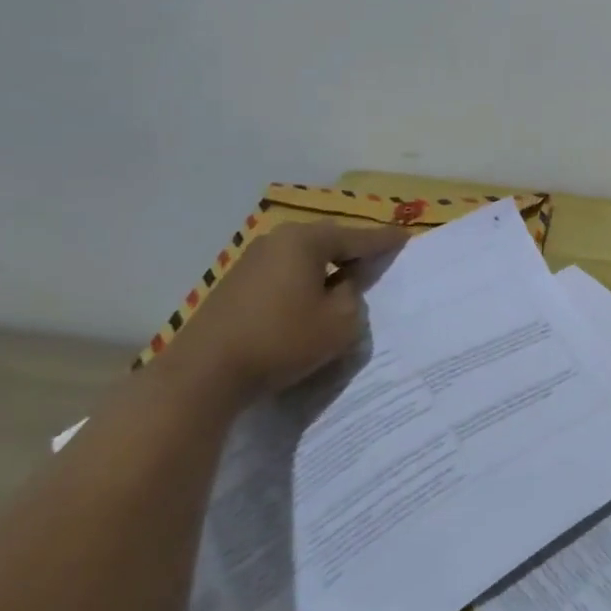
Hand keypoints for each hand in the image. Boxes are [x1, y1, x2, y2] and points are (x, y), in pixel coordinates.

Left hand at [161, 220, 408, 402]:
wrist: (205, 373)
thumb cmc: (282, 340)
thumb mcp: (340, 322)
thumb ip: (354, 296)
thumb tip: (344, 285)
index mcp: (306, 241)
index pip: (358, 237)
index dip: (385, 240)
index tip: (406, 238)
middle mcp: (278, 240)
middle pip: (328, 240)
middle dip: (353, 250)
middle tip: (378, 258)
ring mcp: (252, 261)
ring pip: (304, 257)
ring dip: (327, 268)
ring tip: (347, 281)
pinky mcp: (236, 284)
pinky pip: (284, 273)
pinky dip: (304, 281)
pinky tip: (311, 299)